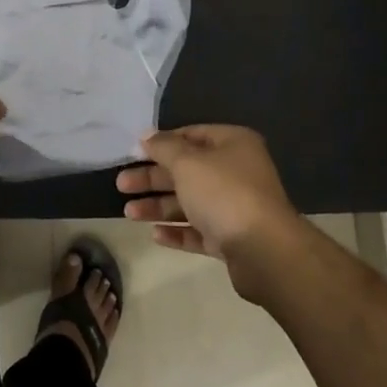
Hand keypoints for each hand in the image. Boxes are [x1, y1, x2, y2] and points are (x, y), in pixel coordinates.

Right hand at [117, 125, 304, 295]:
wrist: (264, 251)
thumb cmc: (223, 193)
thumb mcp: (187, 163)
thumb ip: (163, 148)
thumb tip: (147, 135)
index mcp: (233, 144)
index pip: (191, 135)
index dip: (161, 143)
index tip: (133, 153)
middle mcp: (237, 172)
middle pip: (187, 171)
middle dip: (153, 178)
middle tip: (122, 185)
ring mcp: (236, 207)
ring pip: (191, 202)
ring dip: (159, 207)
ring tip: (129, 214)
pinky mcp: (233, 239)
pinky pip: (200, 230)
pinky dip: (178, 231)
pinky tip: (155, 235)